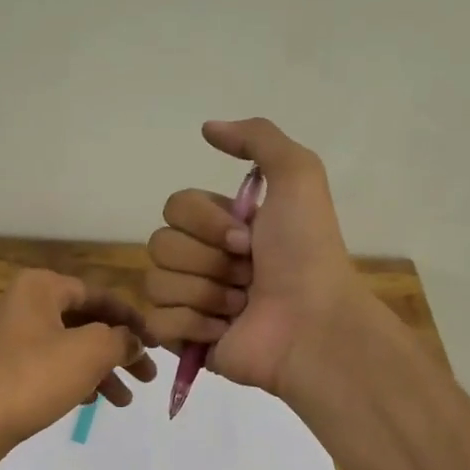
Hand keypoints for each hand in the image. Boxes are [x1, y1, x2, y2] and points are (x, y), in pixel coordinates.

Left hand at [0, 269, 156, 469]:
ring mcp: (9, 339)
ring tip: (125, 401)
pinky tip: (91, 402)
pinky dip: (74, 380)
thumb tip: (133, 341)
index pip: (99, 295)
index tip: (157, 343)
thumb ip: (121, 340)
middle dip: (119, 351)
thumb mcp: (90, 352)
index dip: (133, 319)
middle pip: (85, 323)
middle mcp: (22, 305)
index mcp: (40, 288)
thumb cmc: (32, 378)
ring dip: (100, 371)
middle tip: (147, 377)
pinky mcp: (2, 371)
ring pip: (68, 348)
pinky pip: (48, 368)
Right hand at [144, 118, 362, 395]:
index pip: (175, 207)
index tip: (248, 238)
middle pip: (160, 244)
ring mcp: (193, 302)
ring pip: (157, 283)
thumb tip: (207, 128)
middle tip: (248, 275)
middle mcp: (205, 260)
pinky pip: (157, 323)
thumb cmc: (306, 253)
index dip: (206, 222)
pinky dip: (192, 325)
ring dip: (205, 293)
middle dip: (207, 260)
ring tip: (241, 306)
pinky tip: (224, 331)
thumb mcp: (298, 175)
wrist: (312, 324)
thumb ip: (258, 138)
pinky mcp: (186, 341)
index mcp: (224, 226)